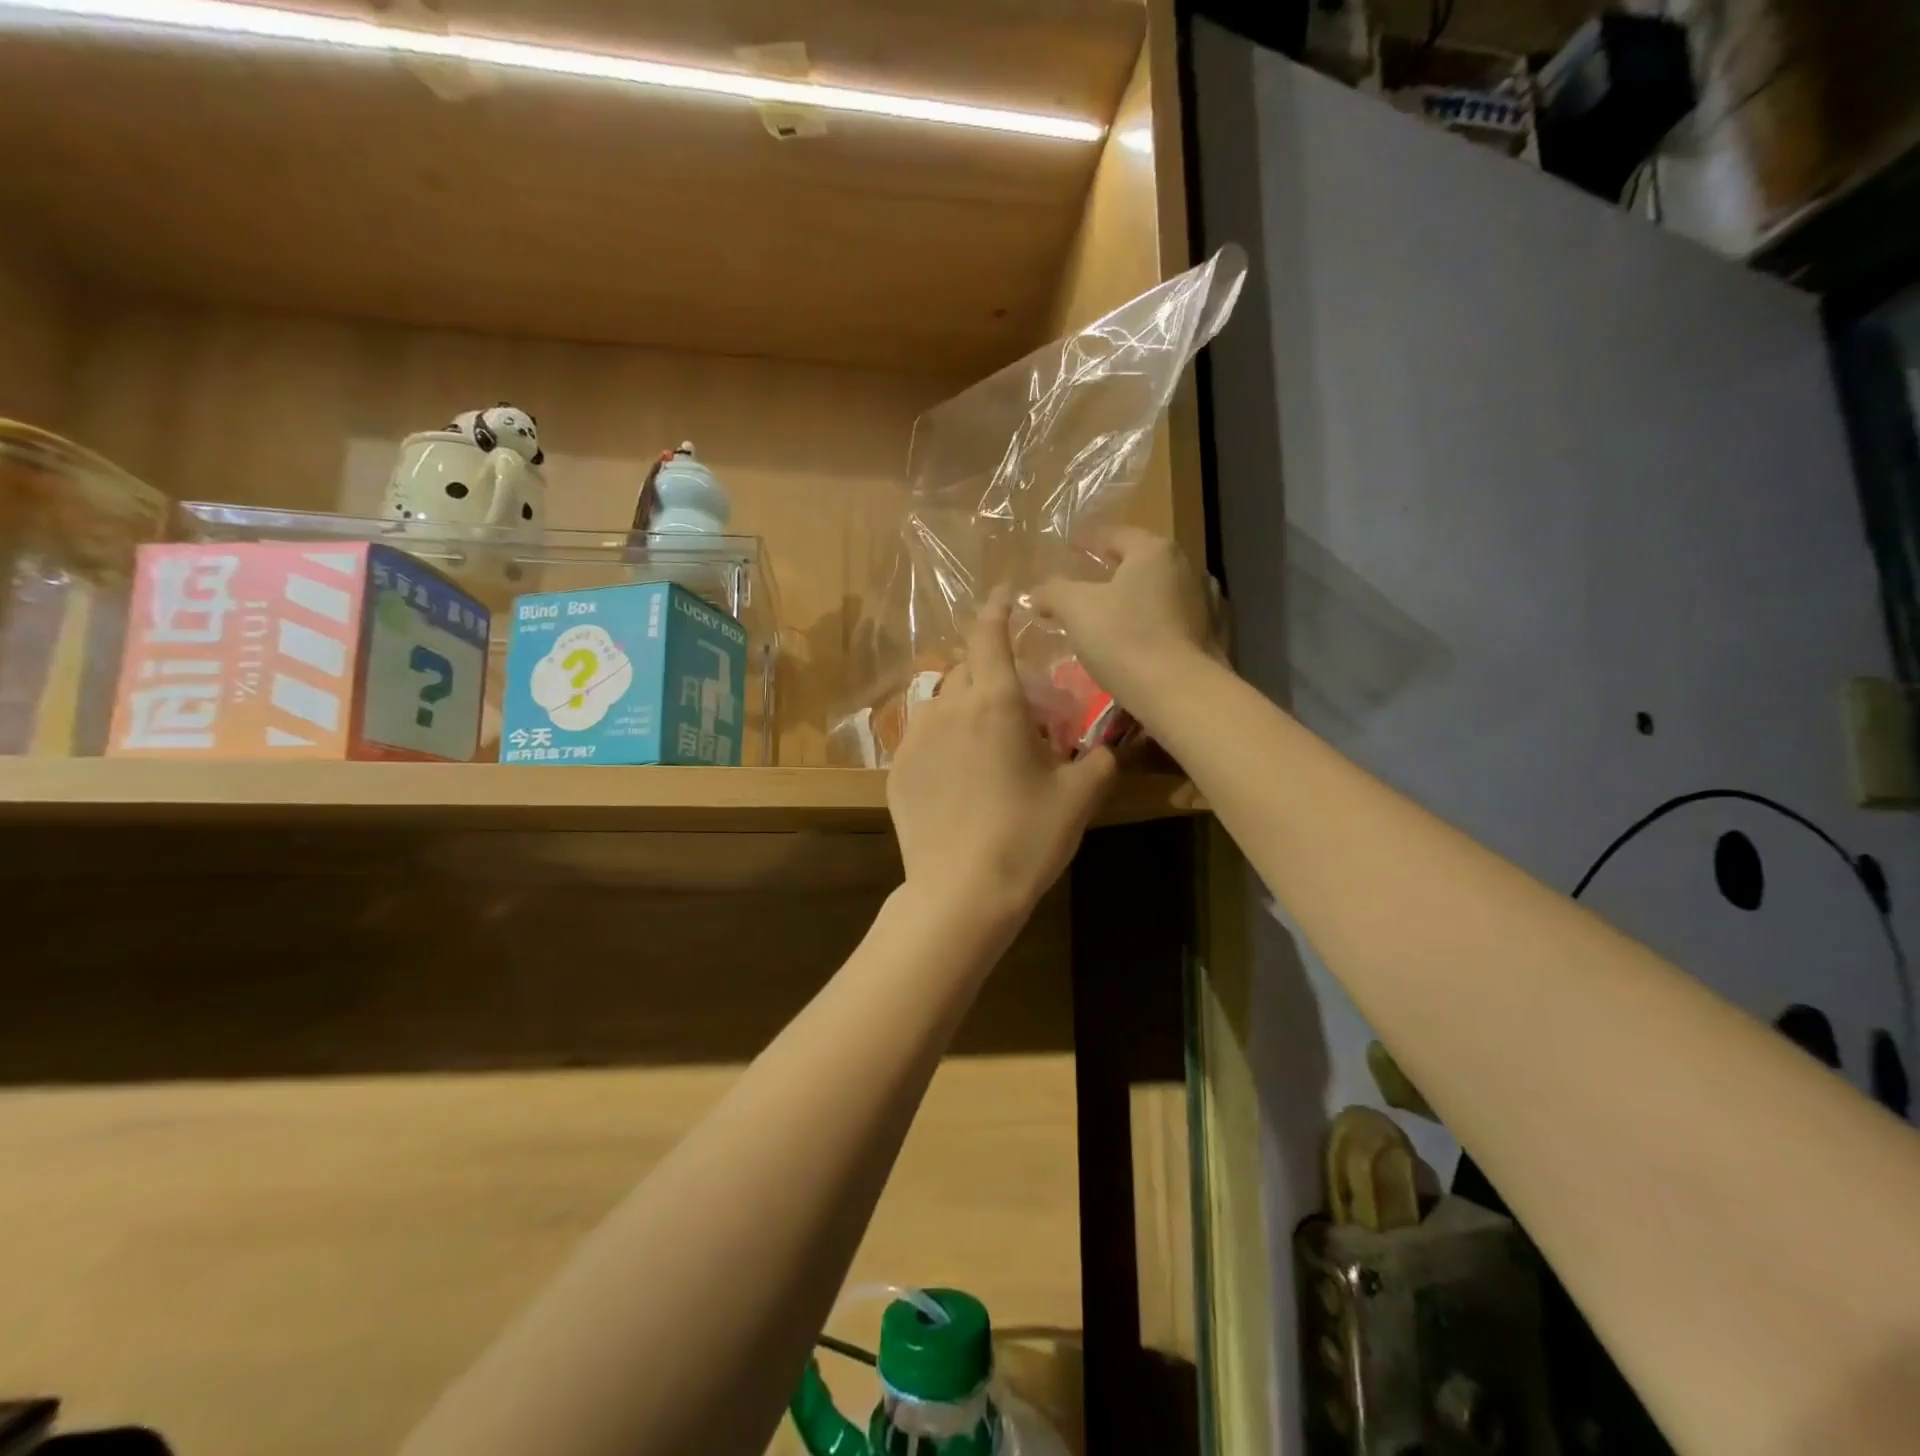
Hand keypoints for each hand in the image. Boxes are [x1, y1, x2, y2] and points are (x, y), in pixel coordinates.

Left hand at [887, 594, 1116, 922]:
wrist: (961, 892)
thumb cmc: (1026, 837)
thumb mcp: (1077, 798)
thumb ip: (1098, 761)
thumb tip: (1108, 746)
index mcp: (994, 702)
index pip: (990, 634)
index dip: (997, 609)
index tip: (1003, 596)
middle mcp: (948, 707)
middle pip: (966, 668)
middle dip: (988, 672)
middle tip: (1013, 706)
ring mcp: (915, 738)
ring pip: (941, 701)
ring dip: (963, 707)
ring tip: (982, 743)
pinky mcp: (897, 769)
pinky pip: (922, 737)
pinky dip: (942, 740)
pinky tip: (956, 777)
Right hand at [1031, 529, 1215, 717]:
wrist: (1178, 692)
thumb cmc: (1124, 638)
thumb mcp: (1075, 609)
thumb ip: (1054, 592)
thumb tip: (1038, 592)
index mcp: (1154, 551)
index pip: (1115, 534)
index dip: (1088, 540)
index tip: (1069, 547)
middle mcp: (1184, 567)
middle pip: (1137, 562)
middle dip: (1109, 570)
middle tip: (1081, 582)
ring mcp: (1200, 602)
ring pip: (1153, 592)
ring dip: (1128, 599)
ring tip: (1101, 615)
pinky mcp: (1205, 636)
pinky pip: (1165, 619)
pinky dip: (1144, 622)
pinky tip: (1127, 640)